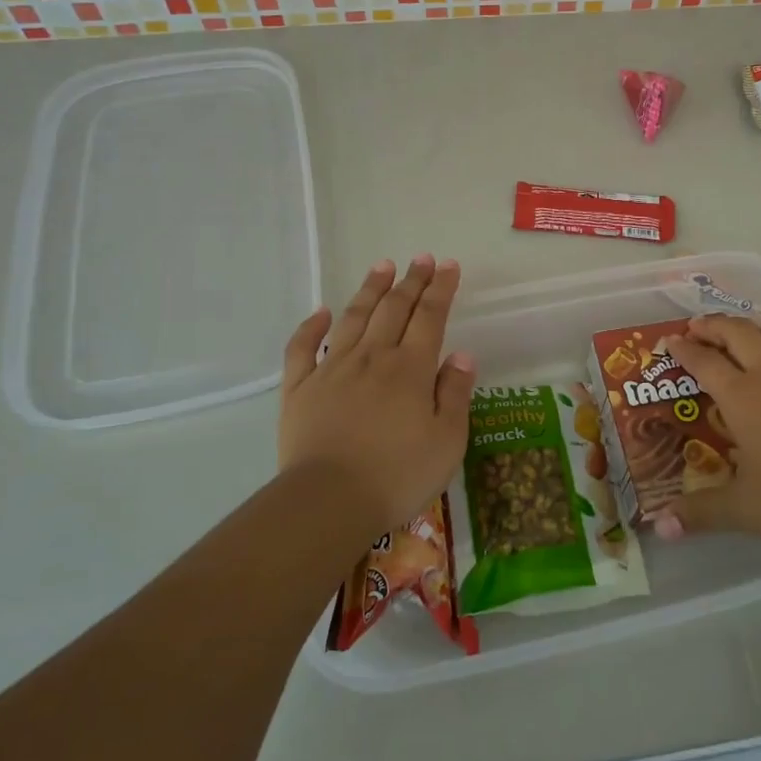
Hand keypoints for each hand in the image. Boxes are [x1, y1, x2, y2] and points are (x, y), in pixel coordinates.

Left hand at [279, 256, 474, 533]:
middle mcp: (372, 357)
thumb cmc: (398, 475)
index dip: (440, 288)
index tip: (448, 265)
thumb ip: (455, 393)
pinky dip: (311, 325)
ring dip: (370, 289)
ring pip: (353, 318)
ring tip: (382, 266)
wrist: (328, 502)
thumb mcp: (448, 440)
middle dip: (411, 281)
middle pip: (394, 309)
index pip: (430, 316)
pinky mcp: (299, 388)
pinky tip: (321, 311)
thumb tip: (461, 355)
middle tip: (421, 258)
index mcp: (411, 368)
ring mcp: (332, 369)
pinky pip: (302, 348)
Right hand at [651, 315, 760, 549]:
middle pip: (737, 331)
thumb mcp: (741, 510)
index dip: (682, 349)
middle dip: (713, 325)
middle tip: (698, 328)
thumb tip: (660, 527)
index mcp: (741, 396)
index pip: (703, 361)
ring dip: (754, 330)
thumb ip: (698, 513)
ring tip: (743, 338)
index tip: (669, 341)